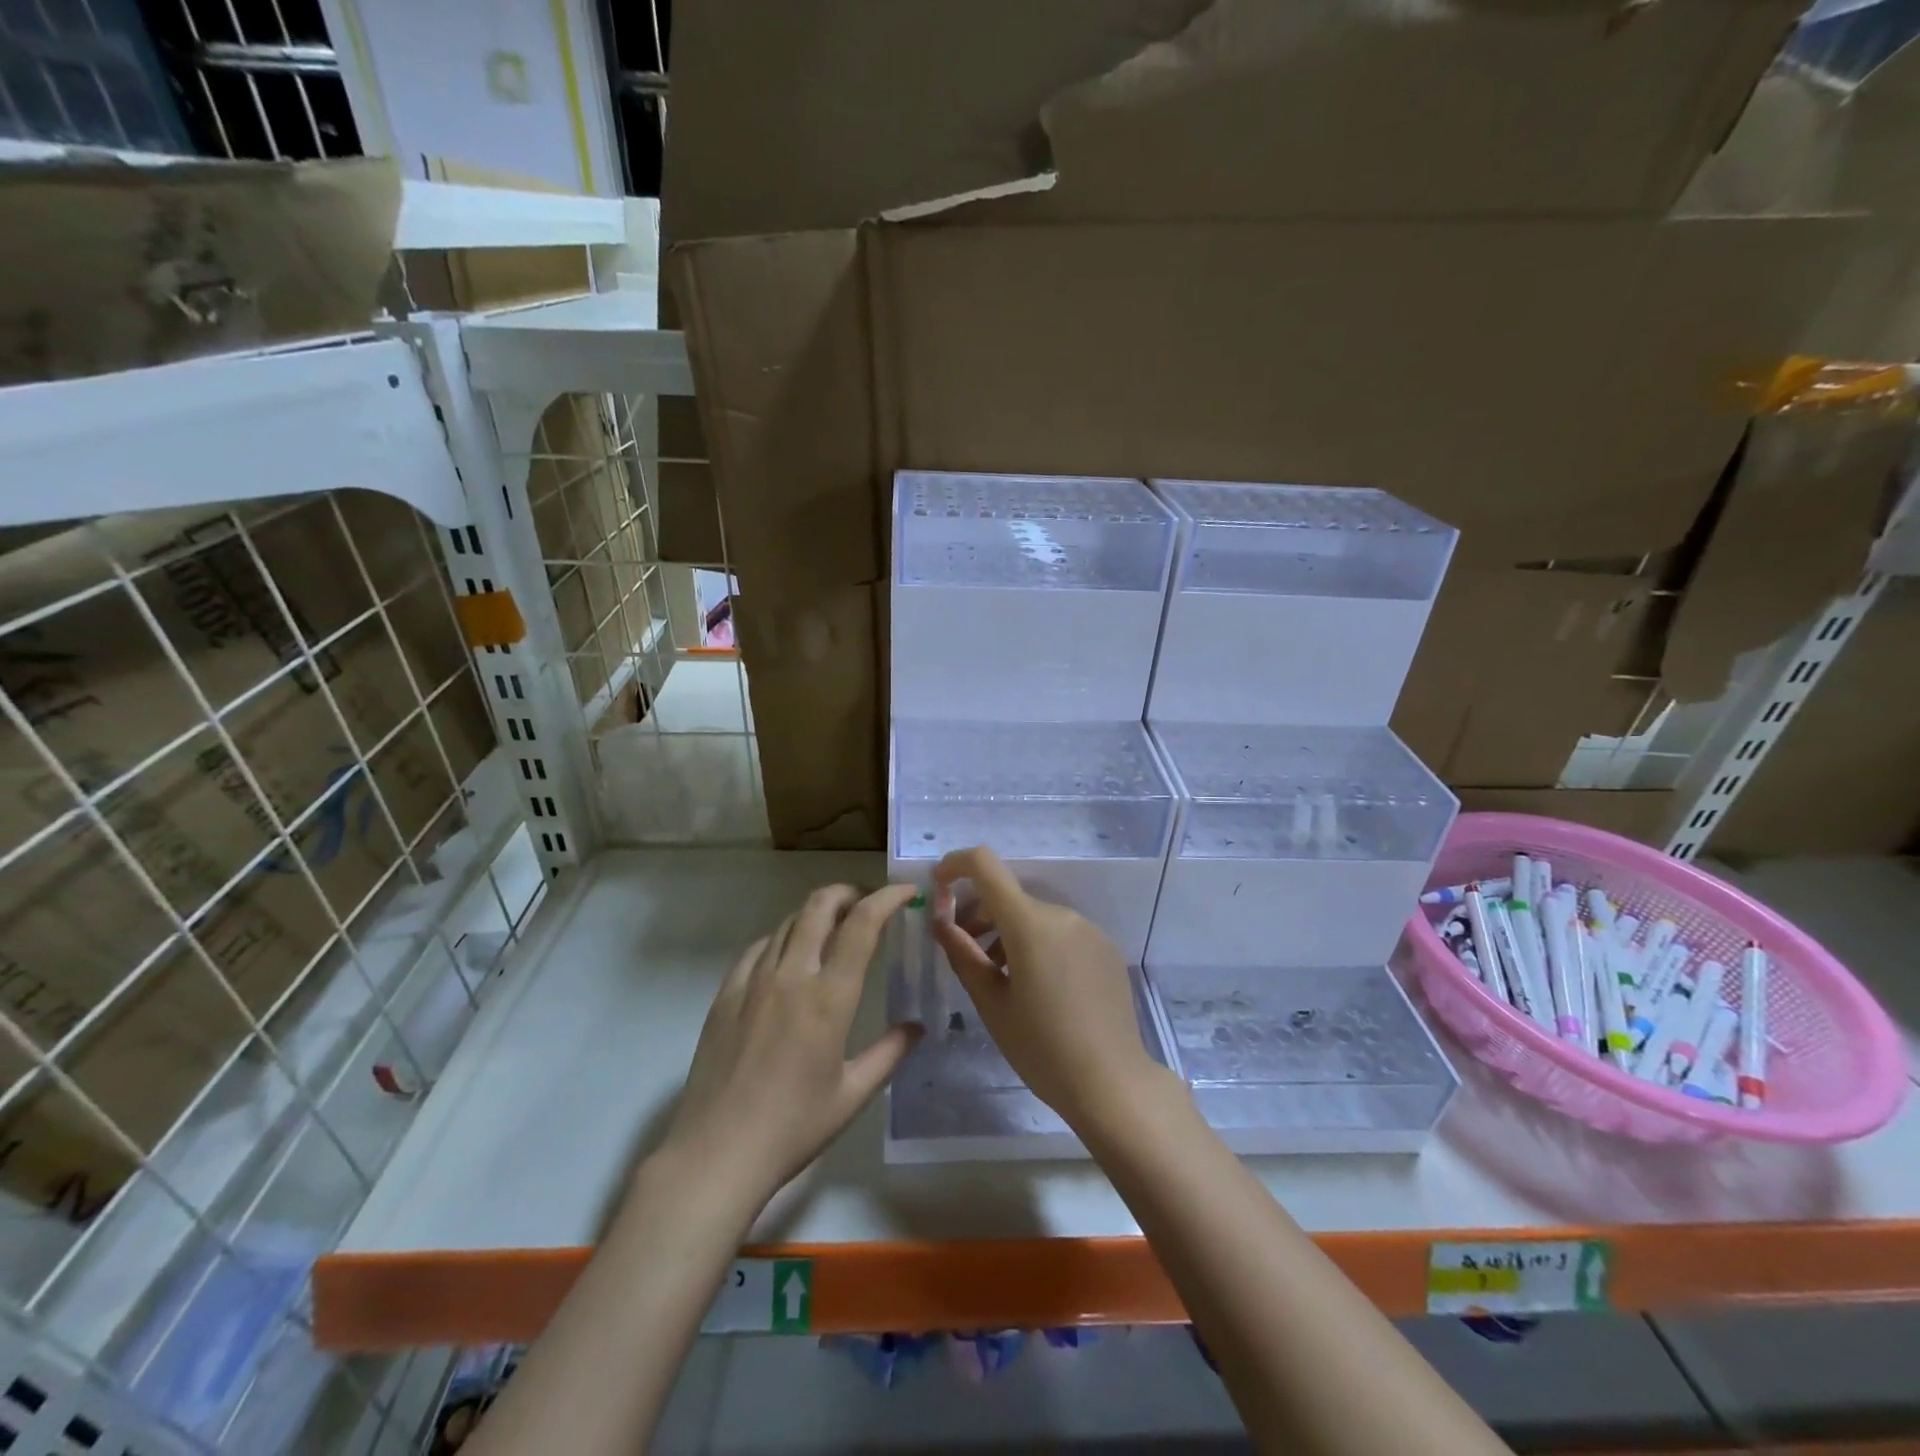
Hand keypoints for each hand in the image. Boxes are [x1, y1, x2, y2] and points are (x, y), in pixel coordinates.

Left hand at [659, 882, 921, 1205]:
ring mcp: (753, 981)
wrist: (716, 1154)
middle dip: (848, 892)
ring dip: (816, 912)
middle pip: (819, 905)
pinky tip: (788, 955)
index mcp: (829, 998)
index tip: (906, 892)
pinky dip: (782, 937)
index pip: (862, 924)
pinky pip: (758, 947)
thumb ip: (889, 1053)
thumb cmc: (793, 1127)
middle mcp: (791, 976)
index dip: (887, 898)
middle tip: (867, 902)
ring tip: (833, 926)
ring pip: (788, 921)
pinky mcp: (725, 994)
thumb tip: (917, 1027)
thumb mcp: (852, 1095)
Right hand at [931, 846, 1163, 1129]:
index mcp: (1030, 923)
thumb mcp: (992, 1004)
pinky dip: (1037, 944)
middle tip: (964, 952)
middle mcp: (1062, 914)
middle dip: (978, 914)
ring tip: (999, 978)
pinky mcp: (1105, 948)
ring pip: (1034, 916)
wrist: (1112, 1084)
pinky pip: (1060, 932)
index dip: (955, 865)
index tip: (938, 888)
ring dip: (1007, 932)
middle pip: (1008, 897)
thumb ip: (963, 954)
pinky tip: (1038, 987)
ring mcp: (1088, 929)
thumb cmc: (1042, 1048)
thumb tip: (940, 921)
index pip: (985, 865)